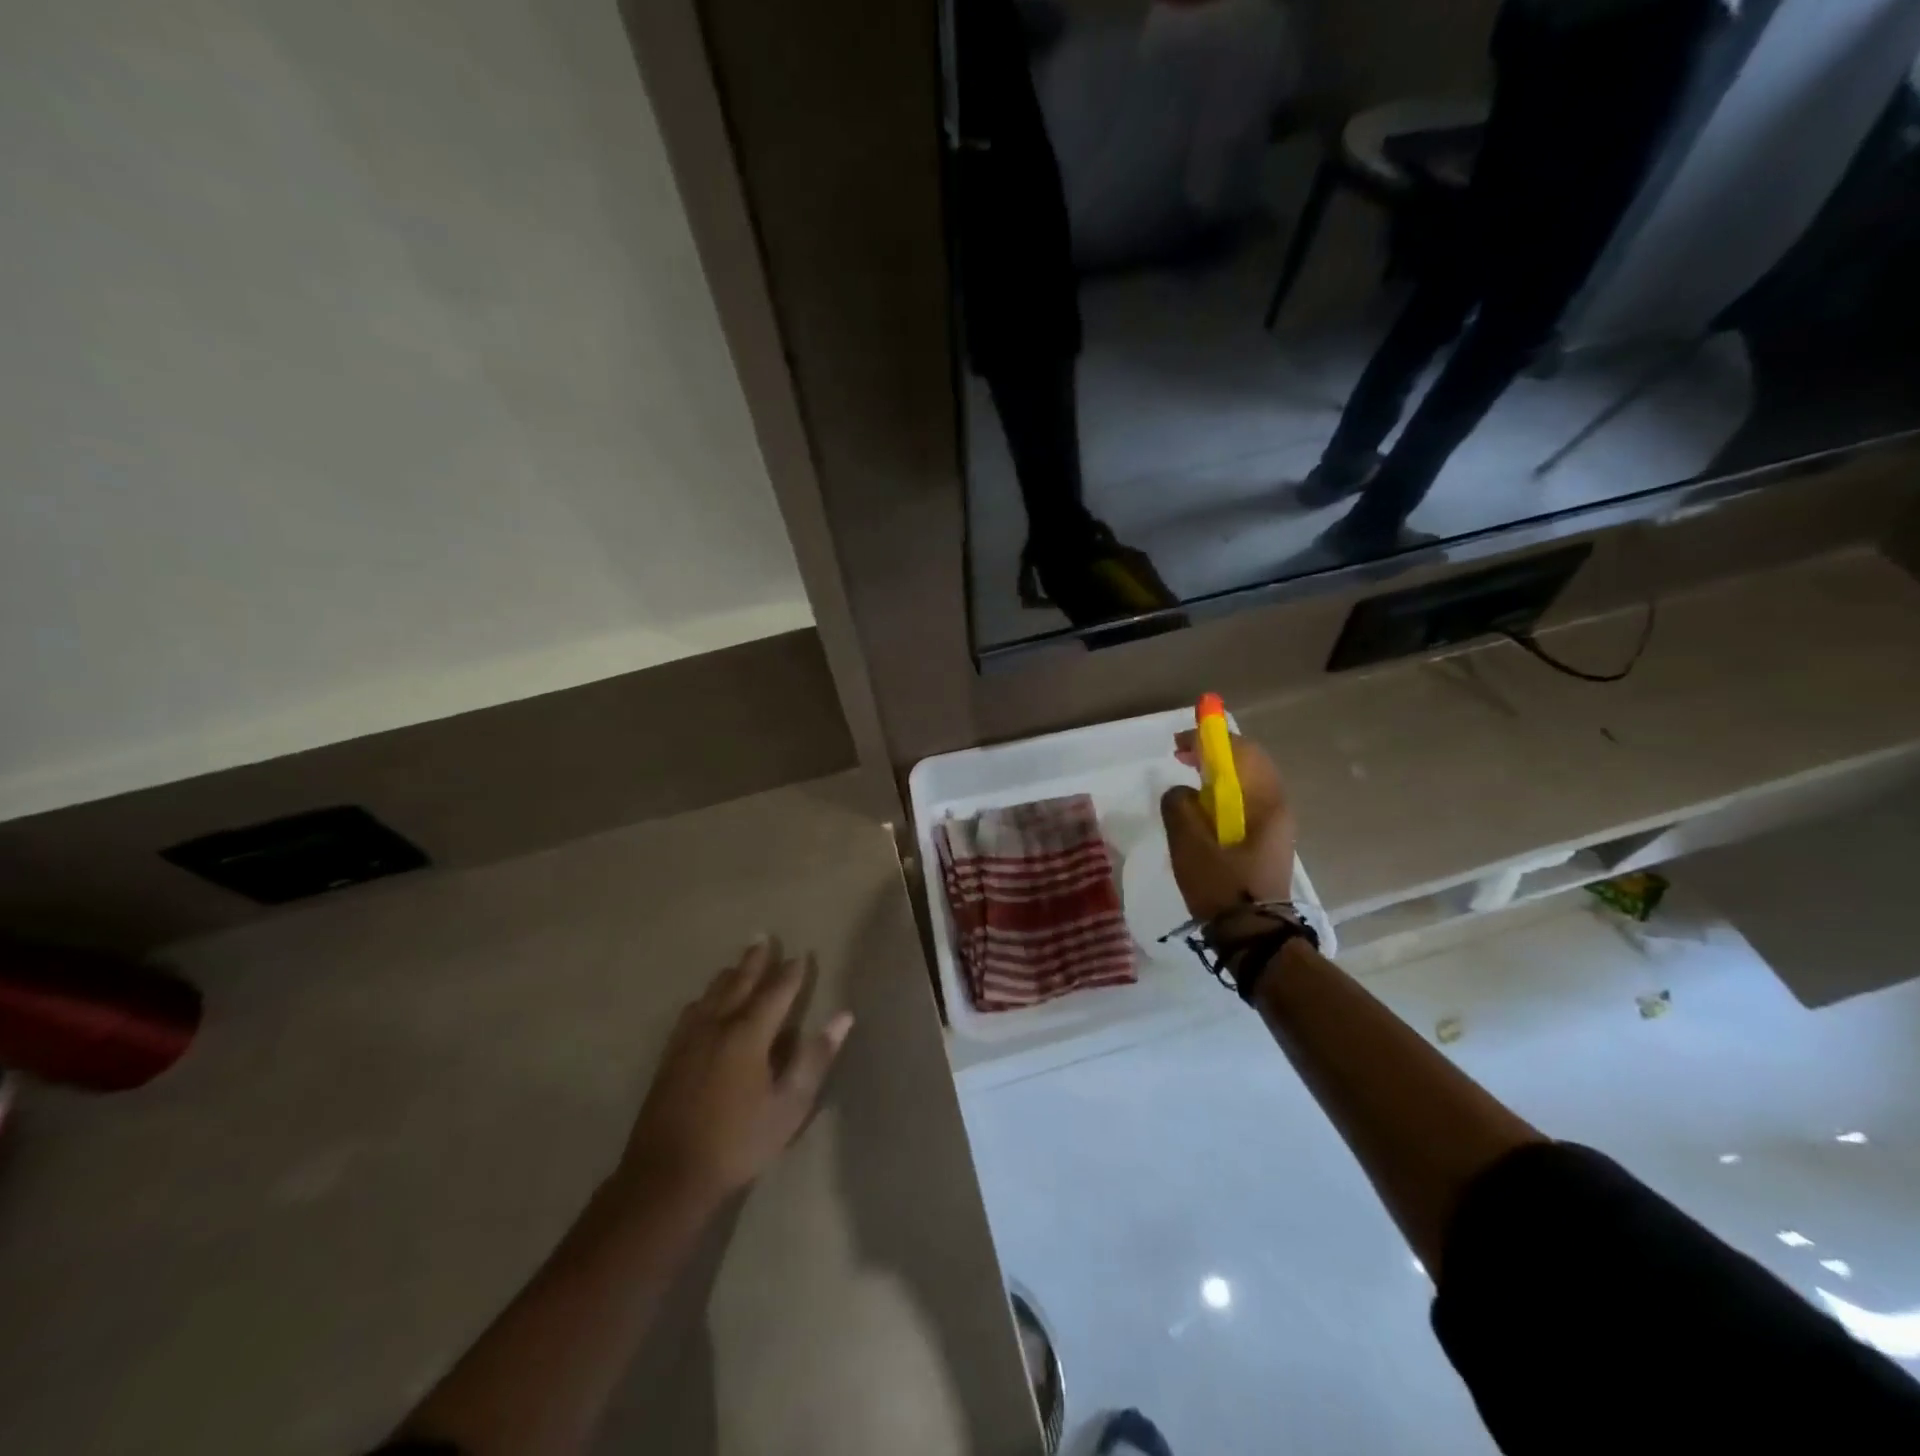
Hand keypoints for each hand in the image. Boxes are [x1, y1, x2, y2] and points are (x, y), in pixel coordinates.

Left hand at [619, 938, 852, 1207]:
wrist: (668, 1176)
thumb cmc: (738, 1141)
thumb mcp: (789, 1105)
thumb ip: (814, 1058)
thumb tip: (843, 1017)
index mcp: (749, 1034)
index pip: (776, 993)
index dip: (791, 974)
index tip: (802, 955)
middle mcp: (717, 1026)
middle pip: (740, 983)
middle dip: (756, 961)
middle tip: (765, 938)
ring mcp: (689, 1040)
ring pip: (712, 994)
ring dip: (730, 975)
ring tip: (739, 963)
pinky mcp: (670, 1056)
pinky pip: (690, 1013)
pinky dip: (705, 998)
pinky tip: (702, 1002)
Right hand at [1159, 730, 1295, 921]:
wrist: (1253, 937)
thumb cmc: (1221, 886)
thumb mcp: (1189, 844)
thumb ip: (1179, 805)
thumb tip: (1183, 793)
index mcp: (1264, 801)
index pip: (1240, 751)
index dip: (1209, 738)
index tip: (1179, 742)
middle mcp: (1277, 806)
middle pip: (1249, 761)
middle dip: (1216, 751)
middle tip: (1183, 755)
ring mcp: (1276, 824)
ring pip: (1249, 781)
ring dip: (1221, 771)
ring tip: (1191, 779)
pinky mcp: (1268, 840)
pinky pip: (1248, 801)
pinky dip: (1226, 792)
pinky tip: (1205, 808)